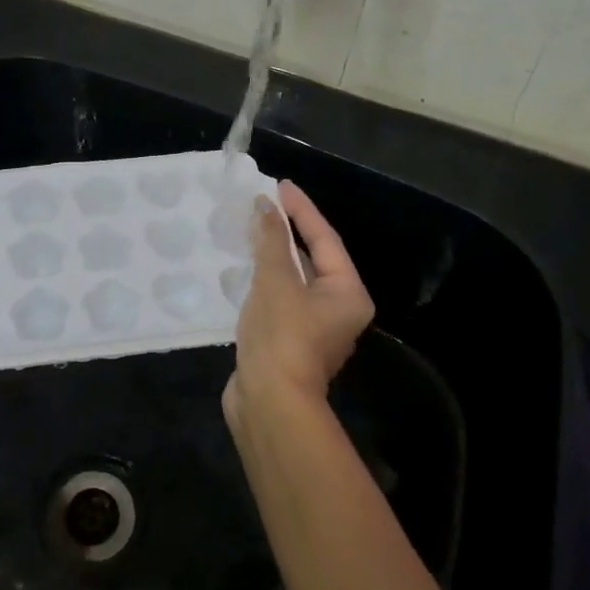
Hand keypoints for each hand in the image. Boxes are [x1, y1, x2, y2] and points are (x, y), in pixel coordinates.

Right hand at [225, 180, 373, 426]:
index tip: (279, 185)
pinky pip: (278, 298)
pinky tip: (241, 266)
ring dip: (272, 255)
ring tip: (249, 228)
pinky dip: (262, 279)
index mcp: (347, 293)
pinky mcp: (288, 341)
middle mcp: (338, 309)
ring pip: (293, 279)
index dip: (301, 210)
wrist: (268, 404)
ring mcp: (313, 328)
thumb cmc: (282, 336)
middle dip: (286, 231)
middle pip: (312, 258)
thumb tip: (265, 206)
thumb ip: (271, 240)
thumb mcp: (276, 280)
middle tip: (262, 204)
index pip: (325, 239)